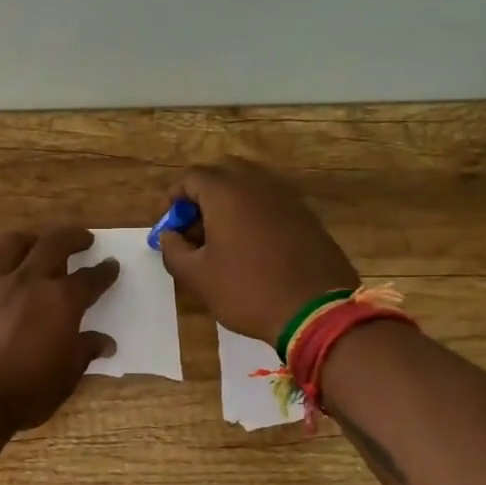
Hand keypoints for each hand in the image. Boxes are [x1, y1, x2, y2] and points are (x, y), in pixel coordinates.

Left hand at [0, 227, 119, 432]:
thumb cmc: (24, 392)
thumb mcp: (65, 377)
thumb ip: (84, 352)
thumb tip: (105, 343)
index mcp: (61, 301)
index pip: (90, 279)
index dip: (104, 272)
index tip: (111, 265)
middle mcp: (29, 281)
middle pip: (54, 245)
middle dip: (73, 238)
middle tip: (82, 239)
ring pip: (12, 244)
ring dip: (29, 240)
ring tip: (35, 243)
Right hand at [158, 158, 358, 345]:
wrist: (316, 311)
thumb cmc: (247, 290)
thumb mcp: (197, 277)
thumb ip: (173, 250)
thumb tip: (168, 236)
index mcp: (226, 192)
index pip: (191, 177)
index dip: (173, 198)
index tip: (169, 225)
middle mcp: (257, 184)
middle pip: (222, 173)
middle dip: (202, 194)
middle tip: (194, 227)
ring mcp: (287, 197)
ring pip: (249, 185)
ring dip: (229, 203)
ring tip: (221, 238)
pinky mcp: (306, 215)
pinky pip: (271, 202)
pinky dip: (254, 214)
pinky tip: (251, 246)